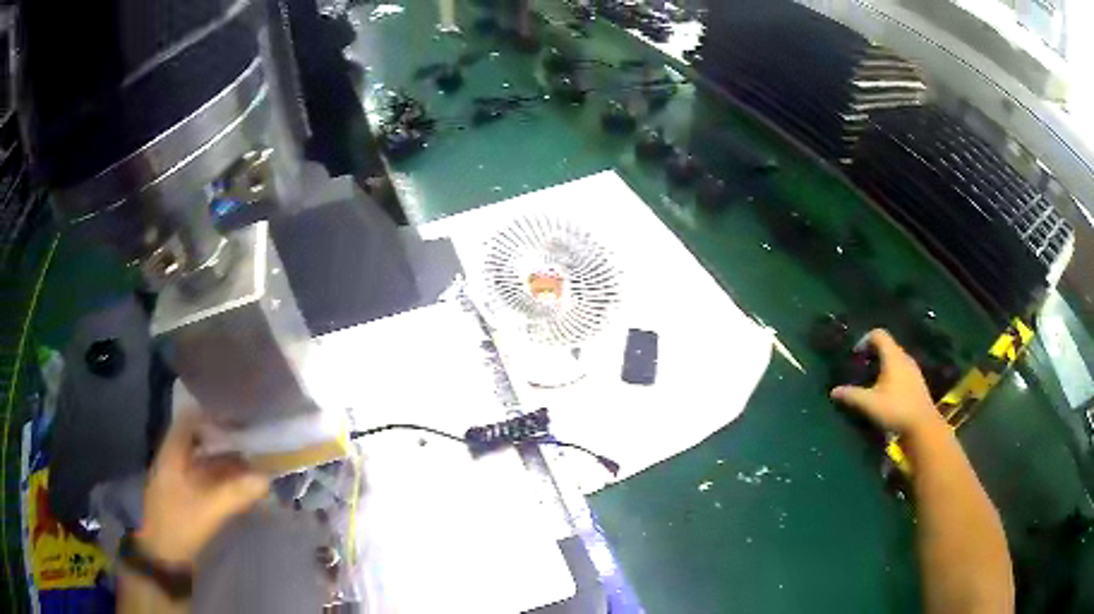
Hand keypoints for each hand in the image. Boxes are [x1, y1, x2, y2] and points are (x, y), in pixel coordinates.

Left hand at [139, 413, 269, 567]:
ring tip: (253, 465)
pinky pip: (206, 479)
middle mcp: (174, 460)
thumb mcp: (208, 509)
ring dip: (227, 461)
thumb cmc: (179, 525)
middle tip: (251, 442)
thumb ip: (236, 493)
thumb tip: (266, 478)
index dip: (212, 415)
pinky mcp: (185, 496)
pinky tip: (241, 486)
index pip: (190, 419)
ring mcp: (178, 479)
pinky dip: (223, 479)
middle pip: (199, 439)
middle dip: (224, 439)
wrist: (162, 556)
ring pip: (204, 460)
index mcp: (173, 453)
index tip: (237, 418)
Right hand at [830, 329, 944, 435]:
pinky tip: (887, 394)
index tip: (855, 356)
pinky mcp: (917, 381)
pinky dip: (891, 374)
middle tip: (861, 370)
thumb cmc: (895, 409)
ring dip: (882, 365)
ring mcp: (913, 369)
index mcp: (893, 356)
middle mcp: (904, 357)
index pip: (878, 334)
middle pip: (887, 346)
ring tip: (872, 383)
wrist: (922, 425)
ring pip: (895, 358)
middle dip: (872, 354)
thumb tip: (833, 391)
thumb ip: (851, 395)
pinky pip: (902, 369)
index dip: (864, 340)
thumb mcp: (869, 404)